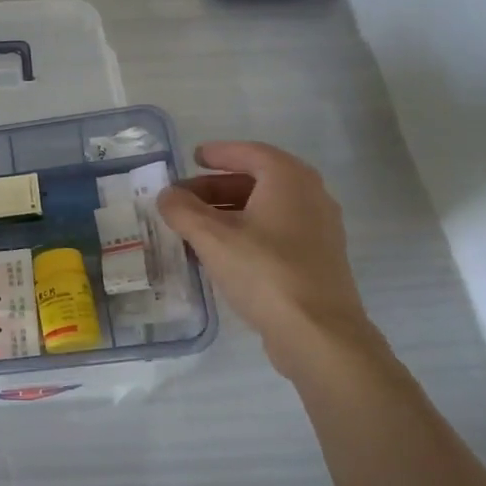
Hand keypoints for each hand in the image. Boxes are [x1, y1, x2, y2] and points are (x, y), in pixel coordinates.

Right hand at [157, 141, 377, 375]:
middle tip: (183, 198)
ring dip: (229, 211)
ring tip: (195, 227)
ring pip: (266, 208)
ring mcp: (318, 229)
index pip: (250, 152)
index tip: (193, 157)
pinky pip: (276, 231)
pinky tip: (222, 253)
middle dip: (217, 186)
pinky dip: (247, 231)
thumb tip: (167, 195)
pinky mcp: (317, 259)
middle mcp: (310, 196)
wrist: (318, 333)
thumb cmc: (264, 272)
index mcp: (289, 179)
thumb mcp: (211, 237)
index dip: (219, 153)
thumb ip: (182, 210)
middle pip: (257, 180)